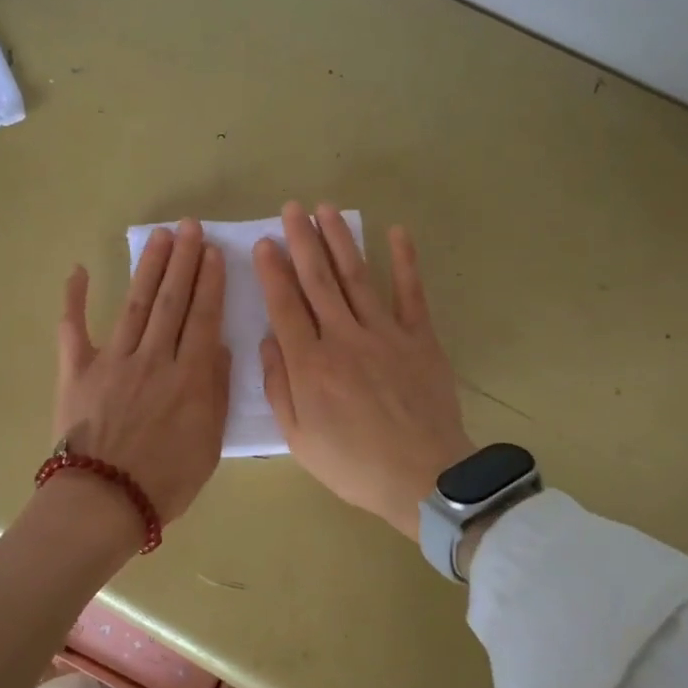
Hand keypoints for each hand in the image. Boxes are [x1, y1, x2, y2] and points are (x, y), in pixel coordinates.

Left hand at [53, 219, 230, 530]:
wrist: (105, 501)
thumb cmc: (165, 481)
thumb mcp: (209, 443)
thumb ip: (216, 392)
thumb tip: (218, 346)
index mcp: (189, 377)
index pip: (203, 317)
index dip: (210, 282)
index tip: (214, 252)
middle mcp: (153, 358)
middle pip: (171, 301)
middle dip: (183, 261)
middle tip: (189, 227)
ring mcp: (112, 360)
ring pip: (135, 303)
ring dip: (148, 268)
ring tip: (159, 237)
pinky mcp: (77, 370)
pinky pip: (73, 328)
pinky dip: (74, 299)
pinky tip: (79, 270)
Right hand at [254, 202, 473, 538]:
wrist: (423, 478)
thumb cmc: (353, 464)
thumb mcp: (299, 438)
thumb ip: (280, 387)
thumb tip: (267, 341)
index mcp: (311, 365)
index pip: (285, 306)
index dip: (272, 272)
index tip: (264, 243)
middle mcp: (343, 339)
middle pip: (318, 281)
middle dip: (302, 242)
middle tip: (291, 209)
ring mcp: (385, 334)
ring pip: (357, 278)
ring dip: (340, 241)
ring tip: (327, 209)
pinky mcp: (420, 339)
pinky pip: (412, 294)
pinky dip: (405, 262)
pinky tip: (396, 233)